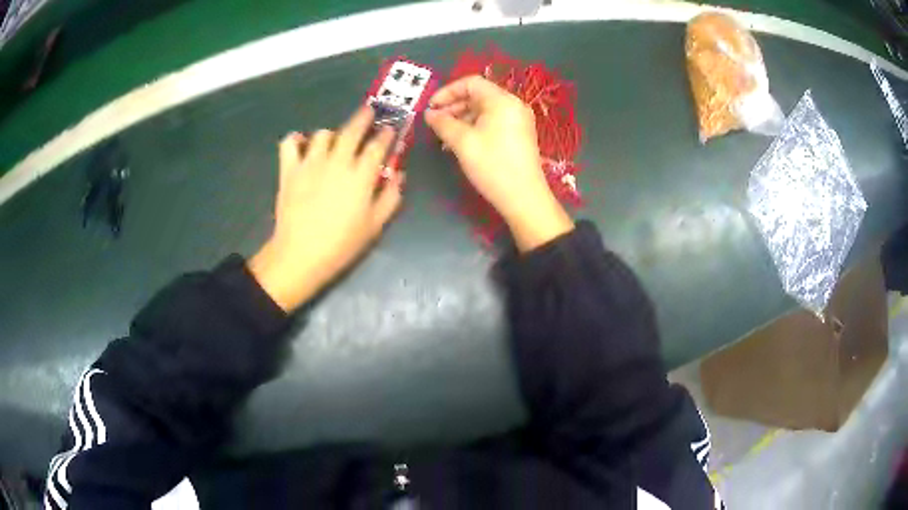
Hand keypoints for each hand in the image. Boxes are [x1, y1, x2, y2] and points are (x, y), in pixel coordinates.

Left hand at [249, 106, 402, 311]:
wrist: (300, 254)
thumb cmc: (341, 243)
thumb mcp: (375, 225)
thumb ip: (390, 197)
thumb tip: (399, 175)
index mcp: (360, 175)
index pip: (377, 145)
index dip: (386, 134)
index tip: (390, 129)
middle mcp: (336, 161)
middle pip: (352, 130)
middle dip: (364, 118)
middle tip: (369, 112)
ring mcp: (310, 163)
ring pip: (323, 134)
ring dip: (332, 134)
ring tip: (334, 142)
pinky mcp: (289, 169)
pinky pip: (290, 143)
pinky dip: (296, 140)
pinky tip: (302, 145)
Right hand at [425, 76, 572, 251]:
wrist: (524, 198)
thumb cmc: (492, 165)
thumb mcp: (462, 142)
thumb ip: (443, 123)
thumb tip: (429, 114)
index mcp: (502, 100)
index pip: (471, 83)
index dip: (447, 92)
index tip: (431, 107)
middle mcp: (513, 105)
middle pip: (478, 96)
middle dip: (453, 106)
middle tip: (435, 123)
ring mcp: (518, 120)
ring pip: (484, 110)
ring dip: (461, 119)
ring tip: (444, 137)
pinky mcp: (519, 135)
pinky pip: (493, 122)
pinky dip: (474, 128)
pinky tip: (460, 143)